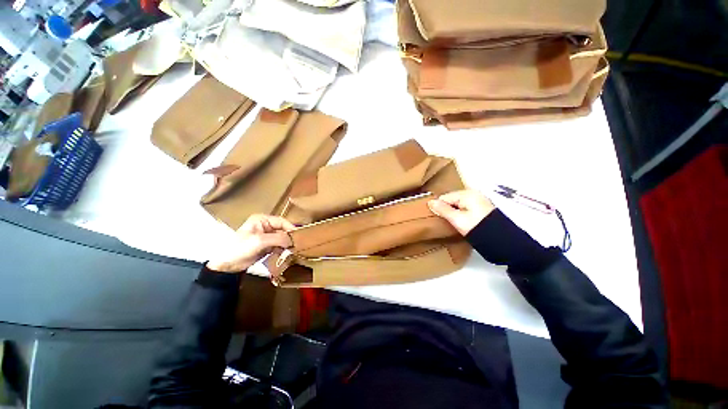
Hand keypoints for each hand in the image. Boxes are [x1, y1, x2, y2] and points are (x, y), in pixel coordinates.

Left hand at [207, 214, 294, 272]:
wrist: (227, 265)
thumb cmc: (240, 248)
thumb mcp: (260, 241)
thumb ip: (278, 238)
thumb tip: (293, 240)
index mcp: (262, 220)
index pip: (281, 221)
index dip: (290, 228)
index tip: (299, 236)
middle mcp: (265, 226)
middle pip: (283, 230)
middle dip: (289, 237)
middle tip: (297, 244)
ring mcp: (266, 236)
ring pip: (282, 238)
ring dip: (286, 244)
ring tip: (292, 250)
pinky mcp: (266, 246)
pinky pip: (278, 245)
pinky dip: (282, 250)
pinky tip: (285, 254)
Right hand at [428, 190, 495, 234]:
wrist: (502, 241)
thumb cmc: (477, 228)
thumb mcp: (457, 219)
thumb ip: (443, 210)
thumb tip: (430, 202)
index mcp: (467, 194)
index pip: (444, 197)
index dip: (439, 208)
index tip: (439, 218)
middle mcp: (473, 193)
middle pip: (451, 199)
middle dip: (447, 209)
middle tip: (447, 222)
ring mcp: (479, 200)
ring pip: (458, 204)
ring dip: (454, 212)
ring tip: (454, 223)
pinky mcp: (482, 207)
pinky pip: (465, 207)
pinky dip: (461, 213)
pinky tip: (463, 222)